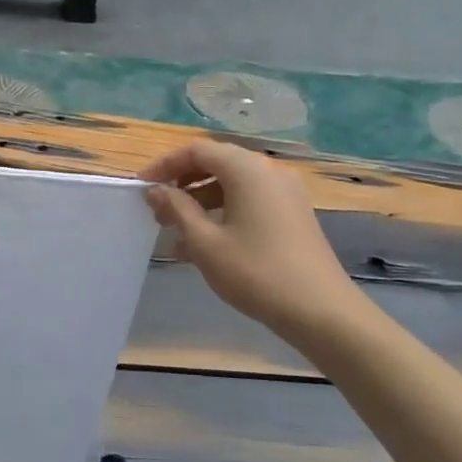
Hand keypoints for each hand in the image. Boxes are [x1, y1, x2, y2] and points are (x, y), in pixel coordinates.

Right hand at [141, 141, 366, 340]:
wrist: (320, 310)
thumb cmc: (255, 272)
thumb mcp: (205, 242)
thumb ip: (177, 209)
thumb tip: (156, 190)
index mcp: (247, 169)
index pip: (197, 151)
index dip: (165, 165)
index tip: (141, 187)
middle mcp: (268, 171)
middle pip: (217, 163)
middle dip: (182, 184)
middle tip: (157, 210)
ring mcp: (285, 193)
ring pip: (233, 185)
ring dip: (201, 201)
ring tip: (175, 231)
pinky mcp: (293, 214)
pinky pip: (250, 201)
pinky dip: (224, 212)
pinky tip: (205, 244)